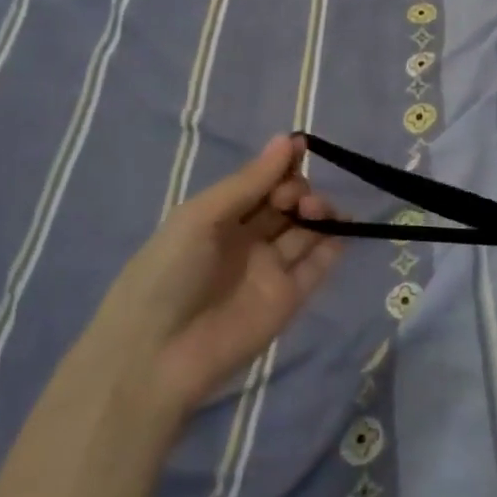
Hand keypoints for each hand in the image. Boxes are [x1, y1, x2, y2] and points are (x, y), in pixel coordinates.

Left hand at [108, 134, 341, 415]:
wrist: (154, 357)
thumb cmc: (169, 273)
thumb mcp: (201, 217)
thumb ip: (250, 181)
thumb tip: (287, 139)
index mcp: (220, 217)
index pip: (261, 182)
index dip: (281, 166)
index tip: (299, 150)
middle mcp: (247, 240)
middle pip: (286, 204)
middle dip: (299, 190)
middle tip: (295, 199)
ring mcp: (269, 270)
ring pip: (305, 232)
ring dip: (319, 213)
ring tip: (318, 212)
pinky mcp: (288, 300)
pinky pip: (317, 268)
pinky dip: (333, 247)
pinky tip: (341, 230)